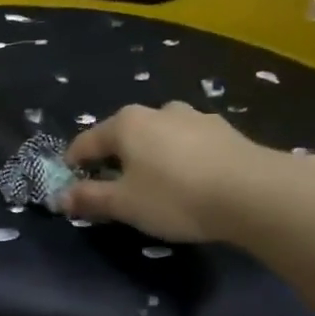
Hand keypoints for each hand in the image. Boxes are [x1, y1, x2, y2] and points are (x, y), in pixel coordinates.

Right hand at [60, 101, 288, 243]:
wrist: (254, 193)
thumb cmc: (175, 196)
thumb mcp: (124, 204)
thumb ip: (90, 199)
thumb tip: (60, 198)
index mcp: (126, 123)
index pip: (85, 143)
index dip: (74, 166)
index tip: (73, 189)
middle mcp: (158, 110)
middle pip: (124, 136)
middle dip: (115, 161)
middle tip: (116, 192)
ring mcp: (195, 117)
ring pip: (159, 137)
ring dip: (150, 158)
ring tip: (156, 186)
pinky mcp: (225, 131)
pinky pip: (189, 144)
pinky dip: (180, 160)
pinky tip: (190, 182)